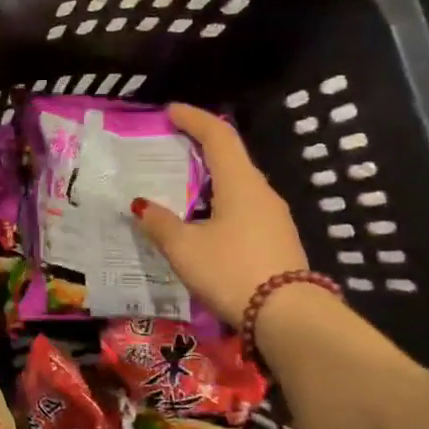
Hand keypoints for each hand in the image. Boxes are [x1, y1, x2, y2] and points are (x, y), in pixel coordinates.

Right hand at [130, 103, 308, 323]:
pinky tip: (202, 220)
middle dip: (200, 146)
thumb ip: (160, 223)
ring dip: (210, 178)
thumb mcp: (185, 248)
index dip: (194, 119)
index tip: (171, 111)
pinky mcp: (276, 239)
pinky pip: (243, 207)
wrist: (287, 318)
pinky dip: (219, 201)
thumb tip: (141, 205)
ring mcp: (273, 216)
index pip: (218, 136)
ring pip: (237, 184)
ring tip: (181, 185)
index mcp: (240, 183)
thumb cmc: (231, 271)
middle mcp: (261, 192)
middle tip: (170, 146)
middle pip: (230, 157)